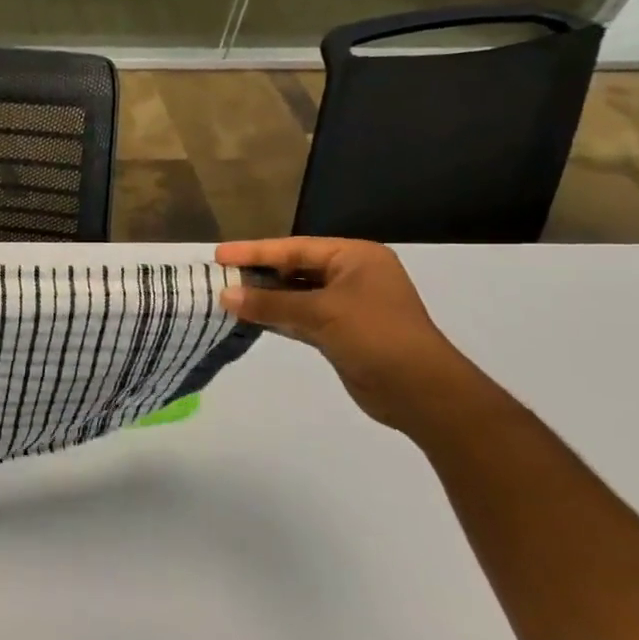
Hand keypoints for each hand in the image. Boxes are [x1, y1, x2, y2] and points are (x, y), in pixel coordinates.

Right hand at [216, 237, 481, 432]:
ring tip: (225, 296)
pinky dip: (275, 317)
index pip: (295, 248)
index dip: (255, 251)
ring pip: (295, 295)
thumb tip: (225, 295)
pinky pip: (298, 317)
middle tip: (219, 276)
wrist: (419, 391)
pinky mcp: (338, 332)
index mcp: (355, 257)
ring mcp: (345, 305)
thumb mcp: (320, 313)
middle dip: (258, 274)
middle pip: (294, 269)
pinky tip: (248, 318)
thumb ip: (270, 303)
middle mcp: (351, 276)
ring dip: (264, 298)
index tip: (219, 255)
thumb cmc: (375, 336)